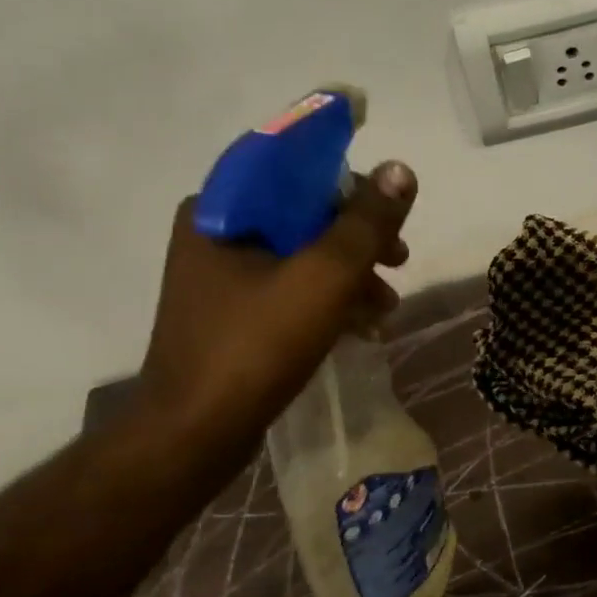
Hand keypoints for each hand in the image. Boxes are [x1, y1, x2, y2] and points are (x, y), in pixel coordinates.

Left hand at [139, 160, 416, 442]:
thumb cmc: (256, 346)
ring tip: (388, 304)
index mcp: (220, 209)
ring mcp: (221, 278)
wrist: (196, 434)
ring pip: (301, 255)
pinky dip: (330, 301)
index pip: (290, 162)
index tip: (391, 195)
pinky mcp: (233, 315)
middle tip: (400, 257)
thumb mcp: (323, 278)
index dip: (346, 171)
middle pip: (302, 212)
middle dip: (358, 236)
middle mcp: (215, 233)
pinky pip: (291, 289)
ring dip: (352, 274)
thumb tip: (400, 170)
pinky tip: (364, 327)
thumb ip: (365, 223)